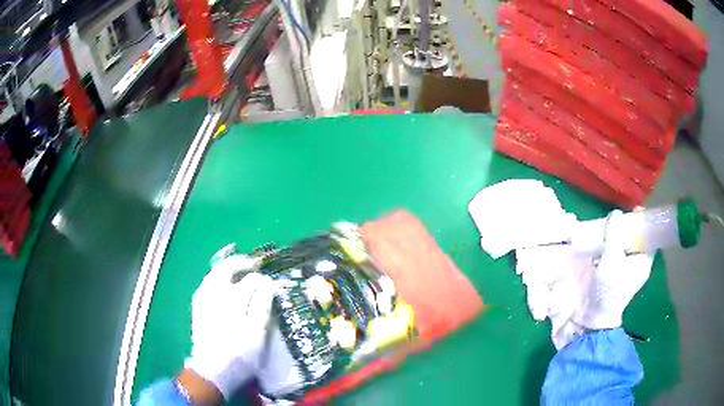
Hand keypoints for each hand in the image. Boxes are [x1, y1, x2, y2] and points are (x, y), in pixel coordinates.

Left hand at [184, 255, 276, 399]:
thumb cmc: (239, 355)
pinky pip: (209, 281)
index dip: (266, 281)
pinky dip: (220, 278)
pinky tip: (227, 287)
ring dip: (231, 269)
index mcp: (232, 298)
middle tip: (257, 269)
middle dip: (244, 264)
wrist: (211, 370)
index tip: (274, 287)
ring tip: (243, 276)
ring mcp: (203, 296)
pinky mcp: (197, 303)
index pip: (252, 279)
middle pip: (228, 266)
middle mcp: (215, 291)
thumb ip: (262, 305)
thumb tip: (269, 284)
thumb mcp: (257, 334)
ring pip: (217, 271)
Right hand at [573, 210, 653, 330]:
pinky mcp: (616, 276)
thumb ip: (614, 235)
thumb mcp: (611, 259)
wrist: (594, 318)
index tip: (634, 211)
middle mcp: (638, 265)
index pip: (650, 236)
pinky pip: (617, 255)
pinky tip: (602, 243)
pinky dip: (611, 247)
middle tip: (618, 219)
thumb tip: (615, 214)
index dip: (645, 222)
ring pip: (627, 247)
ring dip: (619, 237)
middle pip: (638, 240)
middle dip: (629, 228)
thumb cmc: (608, 290)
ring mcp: (627, 272)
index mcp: (644, 262)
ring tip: (609, 228)